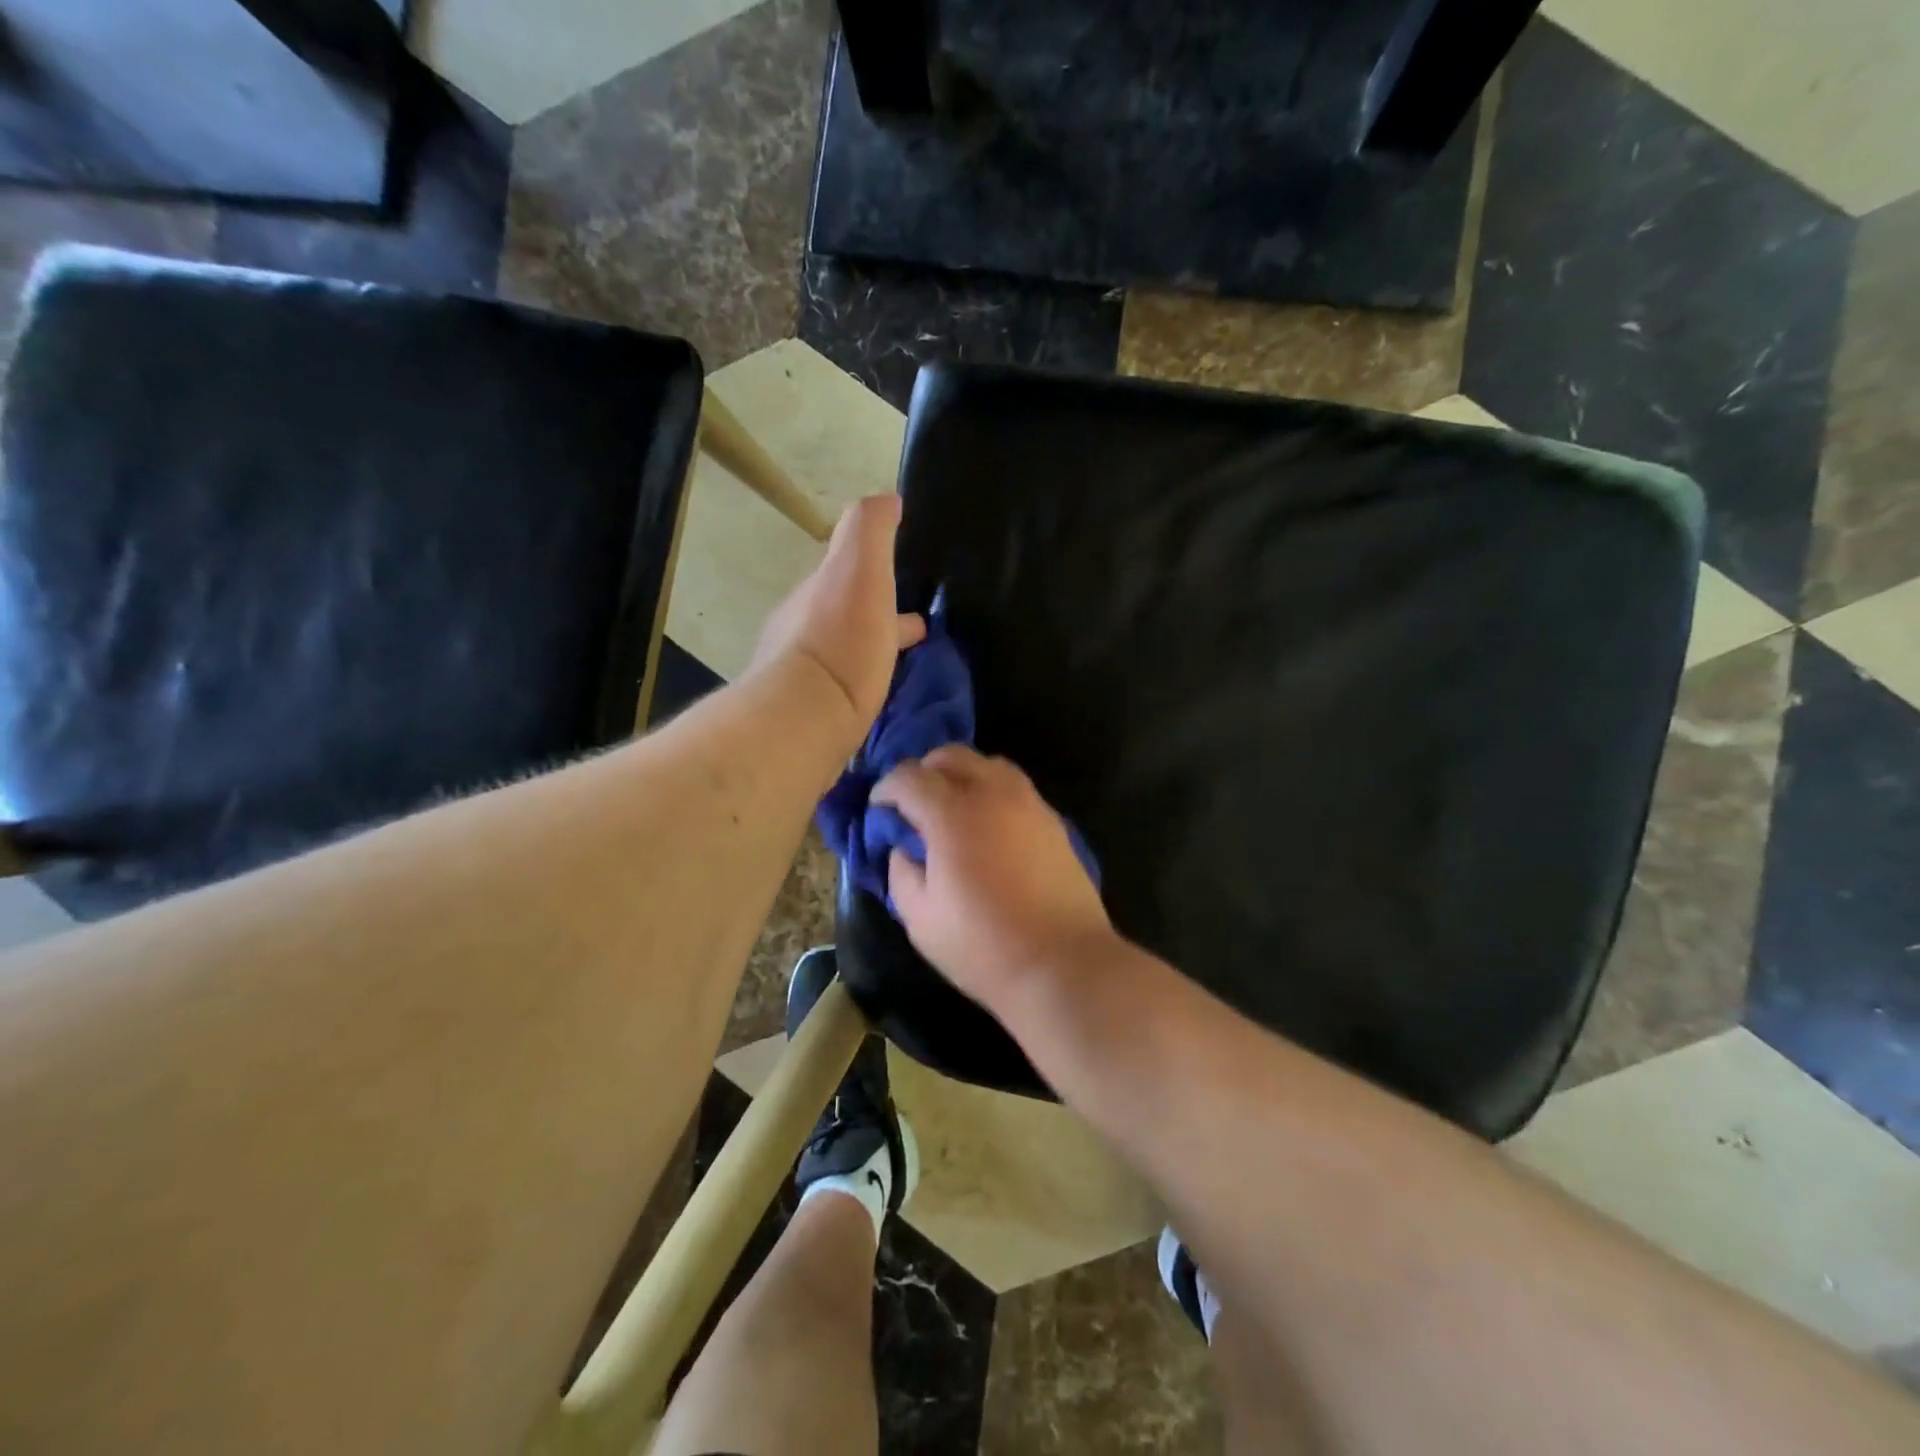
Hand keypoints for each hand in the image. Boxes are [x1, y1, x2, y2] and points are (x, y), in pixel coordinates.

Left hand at [750, 495, 925, 751]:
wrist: (804, 718)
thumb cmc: (840, 639)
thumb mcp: (859, 569)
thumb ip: (869, 529)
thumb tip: (886, 498)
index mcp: (818, 591)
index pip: (849, 569)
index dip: (877, 568)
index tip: (906, 578)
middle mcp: (802, 628)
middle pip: (846, 612)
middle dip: (876, 613)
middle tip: (913, 628)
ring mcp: (803, 676)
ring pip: (846, 652)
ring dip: (872, 649)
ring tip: (904, 664)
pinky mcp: (811, 717)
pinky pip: (845, 690)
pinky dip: (865, 683)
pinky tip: (880, 698)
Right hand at [873, 746, 1116, 1012]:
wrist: (1063, 963)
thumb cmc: (983, 946)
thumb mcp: (920, 919)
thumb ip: (901, 873)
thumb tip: (903, 849)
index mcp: (952, 814)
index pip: (909, 776)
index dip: (886, 787)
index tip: (879, 807)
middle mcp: (992, 794)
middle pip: (951, 755)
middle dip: (924, 770)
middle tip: (913, 801)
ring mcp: (1028, 803)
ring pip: (988, 764)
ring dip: (962, 774)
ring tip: (951, 806)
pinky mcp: (1053, 820)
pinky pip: (1015, 786)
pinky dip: (992, 790)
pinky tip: (987, 823)